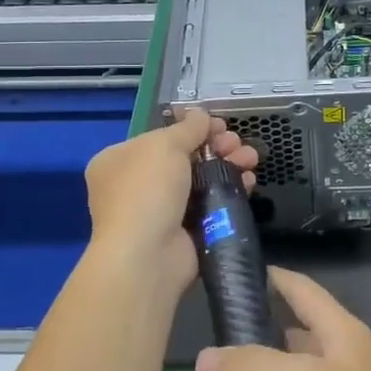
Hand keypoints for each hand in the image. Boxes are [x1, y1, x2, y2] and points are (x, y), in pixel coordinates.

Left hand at [84, 109, 256, 297]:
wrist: (147, 255)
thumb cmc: (147, 190)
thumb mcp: (165, 145)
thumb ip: (188, 128)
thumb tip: (202, 115)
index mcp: (119, 161)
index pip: (161, 138)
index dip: (192, 129)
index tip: (220, 125)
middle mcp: (135, 186)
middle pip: (184, 158)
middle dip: (216, 147)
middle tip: (238, 143)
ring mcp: (159, 212)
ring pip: (200, 181)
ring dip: (228, 166)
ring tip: (251, 160)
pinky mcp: (183, 233)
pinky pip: (210, 206)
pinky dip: (228, 192)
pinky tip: (248, 183)